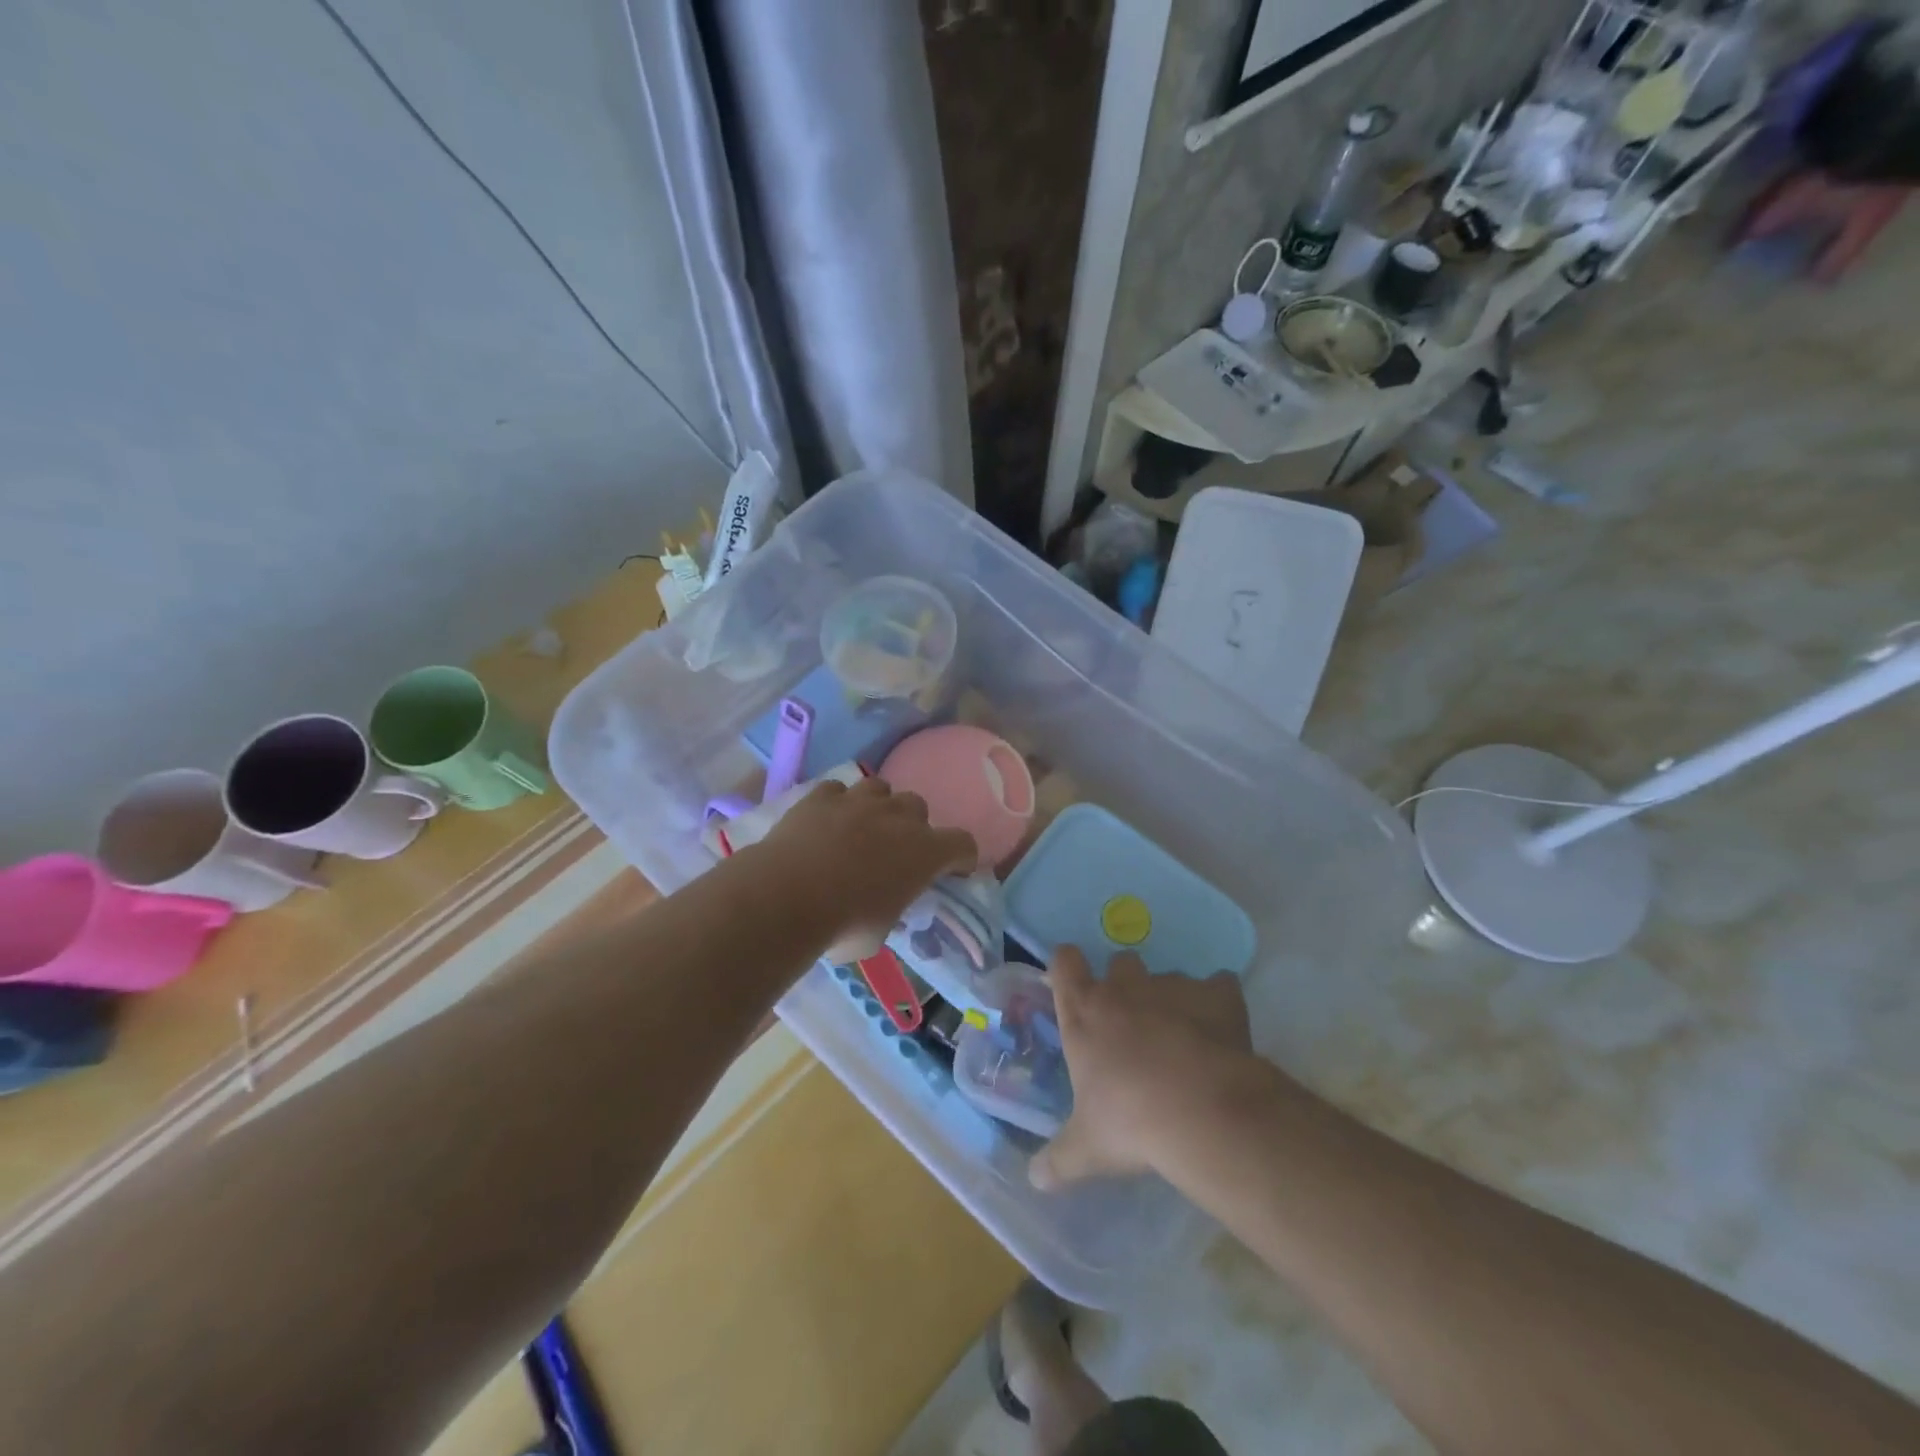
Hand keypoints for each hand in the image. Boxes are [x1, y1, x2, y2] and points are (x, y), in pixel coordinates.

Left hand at [754, 775, 976, 959]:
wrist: (786, 897)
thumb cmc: (843, 925)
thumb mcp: (880, 933)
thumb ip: (889, 911)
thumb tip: (879, 909)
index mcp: (925, 853)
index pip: (963, 843)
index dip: (961, 857)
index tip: (954, 871)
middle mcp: (898, 817)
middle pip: (919, 807)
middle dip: (912, 826)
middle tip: (895, 852)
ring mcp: (858, 801)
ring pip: (880, 788)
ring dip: (877, 806)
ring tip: (861, 827)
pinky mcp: (821, 796)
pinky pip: (837, 790)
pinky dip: (836, 804)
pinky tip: (825, 821)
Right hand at [1030, 947, 1254, 1190]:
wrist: (1203, 1112)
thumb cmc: (1131, 1123)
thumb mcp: (1087, 1148)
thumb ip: (1058, 1160)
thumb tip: (1035, 1179)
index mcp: (1085, 1013)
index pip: (1065, 962)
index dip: (1068, 966)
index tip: (1073, 983)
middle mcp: (1125, 989)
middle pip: (1121, 962)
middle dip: (1126, 983)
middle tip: (1132, 1022)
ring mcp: (1173, 987)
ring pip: (1169, 977)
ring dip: (1172, 999)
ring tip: (1184, 1039)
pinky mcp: (1217, 996)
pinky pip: (1220, 986)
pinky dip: (1220, 1003)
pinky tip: (1224, 1032)